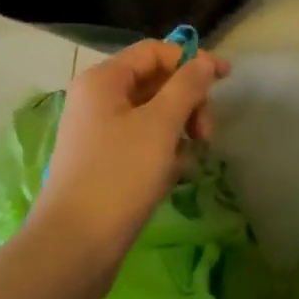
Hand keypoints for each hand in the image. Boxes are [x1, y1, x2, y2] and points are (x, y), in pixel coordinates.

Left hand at [28, 39, 229, 279]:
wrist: (73, 247)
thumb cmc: (119, 176)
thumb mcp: (160, 125)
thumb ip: (187, 86)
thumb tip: (204, 62)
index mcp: (103, 80)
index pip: (154, 51)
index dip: (191, 60)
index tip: (225, 79)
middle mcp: (96, 99)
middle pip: (154, 81)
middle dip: (187, 99)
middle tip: (207, 132)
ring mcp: (97, 132)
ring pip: (150, 113)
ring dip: (178, 126)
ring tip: (193, 156)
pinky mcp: (102, 162)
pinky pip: (141, 140)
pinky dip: (162, 149)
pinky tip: (174, 173)